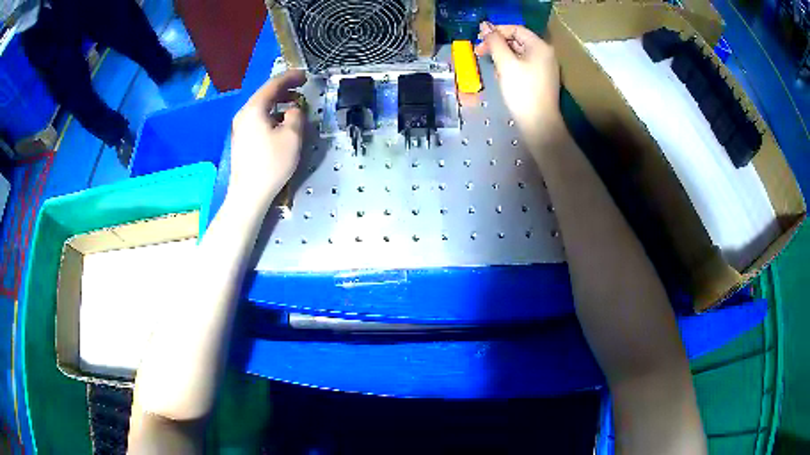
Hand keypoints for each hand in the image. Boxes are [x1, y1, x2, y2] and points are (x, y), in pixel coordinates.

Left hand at [228, 70, 306, 207]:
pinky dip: (271, 115)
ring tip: (294, 105)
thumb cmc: (271, 163)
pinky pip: (257, 119)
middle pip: (265, 94)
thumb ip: (296, 115)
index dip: (291, 77)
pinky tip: (281, 123)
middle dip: (284, 89)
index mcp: (254, 108)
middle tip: (302, 88)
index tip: (305, 75)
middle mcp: (243, 114)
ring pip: (261, 107)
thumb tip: (293, 109)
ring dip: (278, 103)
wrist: (248, 194)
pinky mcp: (241, 139)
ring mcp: (240, 127)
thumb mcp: (292, 136)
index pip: (273, 84)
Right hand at [475, 22, 562, 149]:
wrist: (539, 124)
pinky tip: (501, 75)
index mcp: (540, 46)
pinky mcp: (541, 79)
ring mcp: (545, 67)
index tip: (478, 39)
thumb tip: (485, 26)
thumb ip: (494, 42)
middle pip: (518, 40)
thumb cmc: (522, 91)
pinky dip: (510, 65)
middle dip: (497, 44)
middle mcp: (545, 53)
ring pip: (519, 53)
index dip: (496, 31)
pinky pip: (523, 64)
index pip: (515, 29)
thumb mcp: (505, 63)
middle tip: (479, 52)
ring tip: (490, 65)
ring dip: (502, 55)